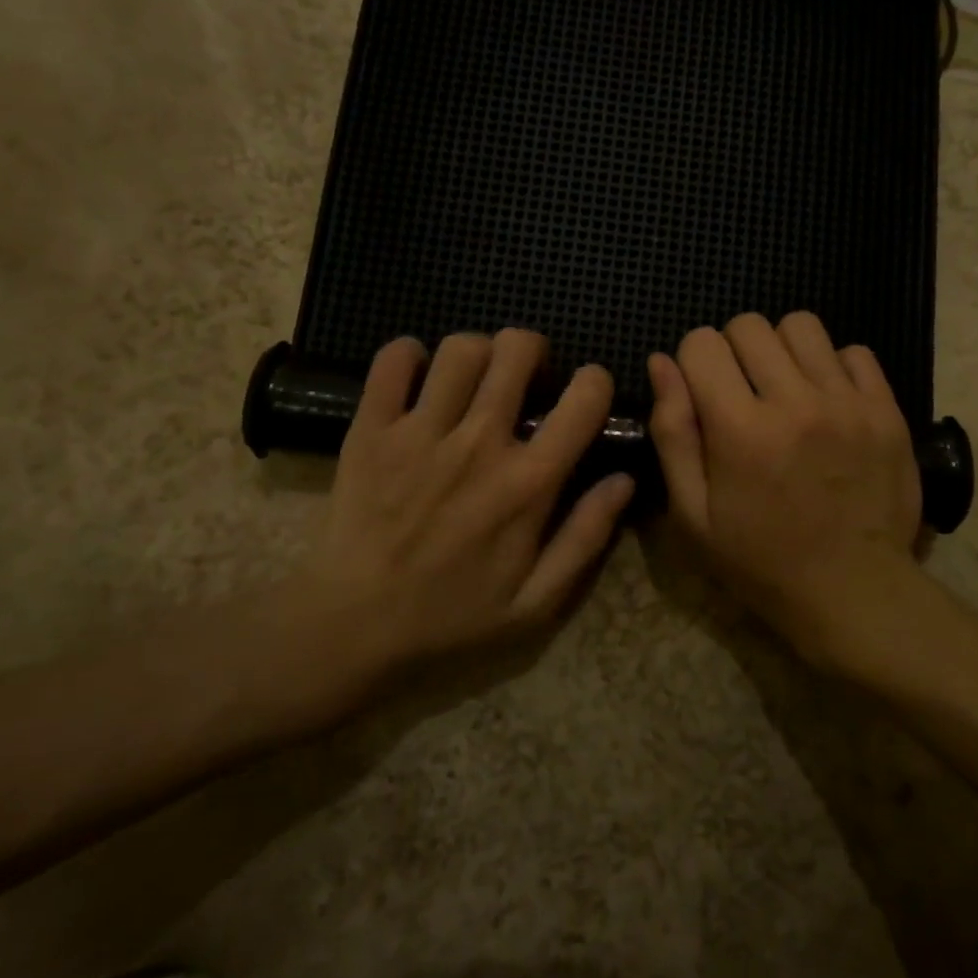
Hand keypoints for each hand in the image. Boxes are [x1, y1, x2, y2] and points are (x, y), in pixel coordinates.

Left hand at [316, 329, 633, 670]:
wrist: (353, 629)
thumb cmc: (450, 618)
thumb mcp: (536, 603)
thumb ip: (586, 538)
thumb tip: (624, 479)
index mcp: (527, 483)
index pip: (583, 400)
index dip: (595, 381)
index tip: (586, 392)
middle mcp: (479, 443)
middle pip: (516, 350)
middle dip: (531, 350)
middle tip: (524, 376)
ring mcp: (420, 432)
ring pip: (461, 348)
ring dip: (477, 352)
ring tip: (473, 378)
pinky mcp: (371, 430)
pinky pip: (392, 361)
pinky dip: (409, 355)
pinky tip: (418, 376)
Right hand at [648, 311, 922, 666]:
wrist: (854, 592)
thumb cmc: (759, 560)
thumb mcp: (692, 513)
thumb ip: (672, 432)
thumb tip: (661, 363)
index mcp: (740, 429)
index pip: (701, 342)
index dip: (692, 362)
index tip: (701, 393)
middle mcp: (795, 402)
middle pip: (749, 325)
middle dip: (733, 350)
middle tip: (740, 392)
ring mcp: (848, 402)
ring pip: (801, 325)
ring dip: (782, 349)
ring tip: (785, 389)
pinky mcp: (887, 409)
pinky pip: (855, 352)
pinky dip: (833, 367)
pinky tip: (827, 402)